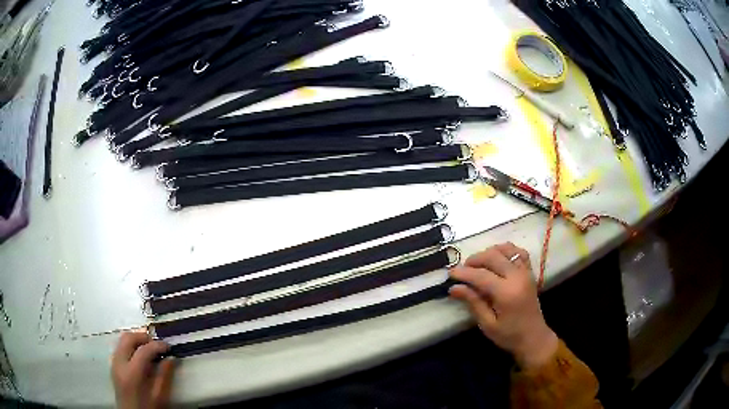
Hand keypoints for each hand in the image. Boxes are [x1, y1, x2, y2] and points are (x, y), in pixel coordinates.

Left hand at [111, 332, 175, 408]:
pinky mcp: (113, 364)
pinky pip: (120, 347)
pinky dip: (130, 346)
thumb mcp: (159, 396)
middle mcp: (119, 363)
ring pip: (122, 340)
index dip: (157, 345)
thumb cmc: (148, 407)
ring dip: (136, 340)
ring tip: (149, 348)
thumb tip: (170, 358)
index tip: (168, 347)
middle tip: (157, 344)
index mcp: (132, 373)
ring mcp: (114, 362)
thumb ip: (164, 376)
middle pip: (128, 338)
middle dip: (143, 337)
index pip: (143, 350)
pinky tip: (140, 356)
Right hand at [449, 243, 557, 369]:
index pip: (481, 276)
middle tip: (462, 269)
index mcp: (507, 293)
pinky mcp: (529, 272)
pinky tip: (498, 258)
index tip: (450, 273)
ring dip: (490, 252)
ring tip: (478, 263)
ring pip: (506, 250)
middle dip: (475, 259)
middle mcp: (518, 277)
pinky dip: (507, 250)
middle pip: (493, 256)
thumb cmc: (509, 335)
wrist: (534, 337)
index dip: (464, 273)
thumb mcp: (487, 324)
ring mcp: (526, 272)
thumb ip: (473, 302)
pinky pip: (519, 252)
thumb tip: (454, 288)